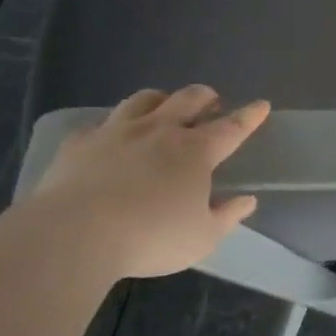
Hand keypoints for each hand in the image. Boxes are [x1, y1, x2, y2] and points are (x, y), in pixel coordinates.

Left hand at [29, 85, 269, 278]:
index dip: (249, 116)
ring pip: (144, 100)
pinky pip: (101, 124)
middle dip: (205, 97)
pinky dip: (113, 127)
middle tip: (211, 102)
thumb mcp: (201, 238)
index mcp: (195, 151)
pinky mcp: (80, 142)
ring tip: (163, 108)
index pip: (231, 127)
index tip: (261, 105)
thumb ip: (227, 217)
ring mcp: (117, 131)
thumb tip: (247, 200)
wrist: (74, 234)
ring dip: (161, 100)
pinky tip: (109, 139)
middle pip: (188, 99)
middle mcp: (160, 130)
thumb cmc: (150, 237)